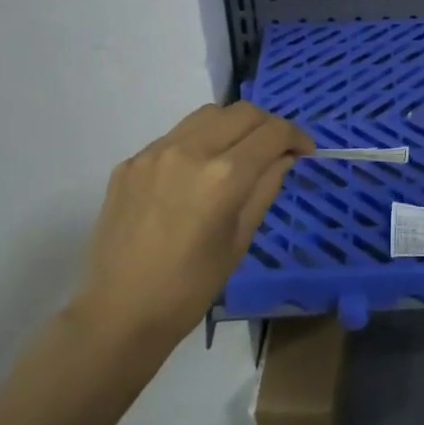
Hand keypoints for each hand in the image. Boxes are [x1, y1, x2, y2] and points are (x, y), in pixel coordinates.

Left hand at [77, 103, 313, 350]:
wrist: (119, 312)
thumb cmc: (190, 288)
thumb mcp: (240, 239)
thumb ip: (265, 188)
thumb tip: (283, 157)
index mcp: (223, 177)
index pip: (272, 133)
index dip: (296, 136)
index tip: (304, 150)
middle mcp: (189, 151)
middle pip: (242, 112)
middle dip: (268, 125)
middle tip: (276, 149)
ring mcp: (154, 153)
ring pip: (207, 115)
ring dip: (232, 126)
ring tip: (238, 153)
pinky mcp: (130, 162)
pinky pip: (174, 137)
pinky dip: (197, 143)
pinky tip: (196, 175)